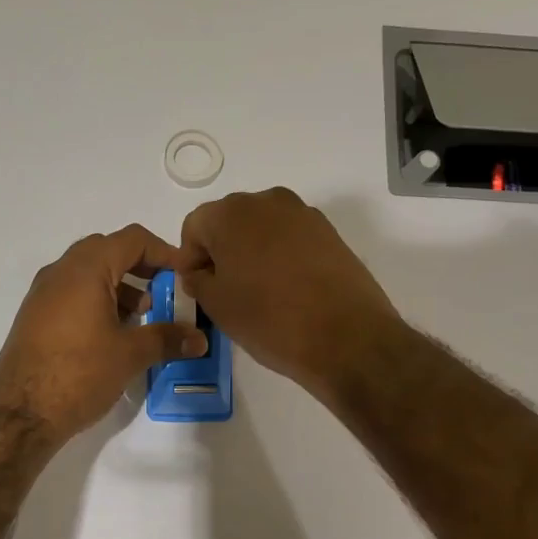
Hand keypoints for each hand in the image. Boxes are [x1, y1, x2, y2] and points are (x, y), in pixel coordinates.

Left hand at [0, 224, 207, 442]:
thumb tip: (199, 339)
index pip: (132, 240)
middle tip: (165, 292)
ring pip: (89, 273)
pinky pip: (74, 294)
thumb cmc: (79, 373)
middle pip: (109, 251)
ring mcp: (44, 294)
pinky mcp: (36, 317)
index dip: (165, 252)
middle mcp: (61, 272)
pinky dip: (99, 301)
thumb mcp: (130, 355)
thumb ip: (167, 339)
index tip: (186, 276)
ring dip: (121, 286)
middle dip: (142, 267)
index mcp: (86, 269)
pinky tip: (114, 334)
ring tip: (143, 316)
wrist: (20, 413)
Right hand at [178, 188, 399, 399]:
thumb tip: (200, 273)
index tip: (199, 288)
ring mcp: (302, 214)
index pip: (195, 227)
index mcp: (230, 214)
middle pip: (230, 221)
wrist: (346, 337)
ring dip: (252, 253)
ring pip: (262, 228)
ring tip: (259, 292)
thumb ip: (198, 281)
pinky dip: (281, 257)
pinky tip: (288, 290)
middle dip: (222, 251)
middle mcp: (266, 201)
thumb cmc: (269, 319)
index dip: (191, 258)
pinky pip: (291, 238)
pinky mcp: (329, 232)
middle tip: (226, 290)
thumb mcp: (218, 306)